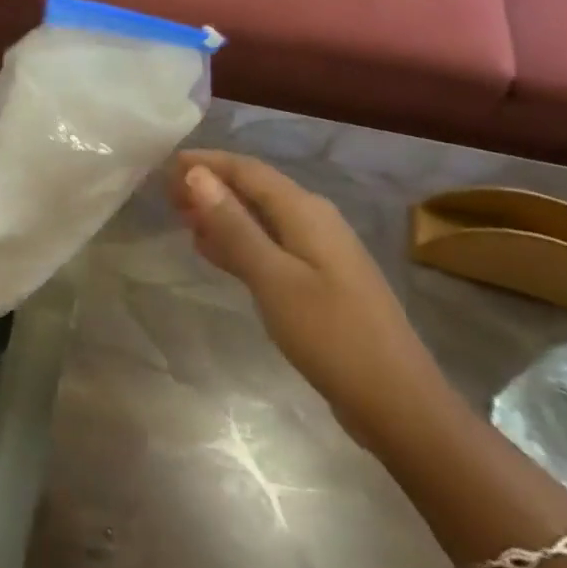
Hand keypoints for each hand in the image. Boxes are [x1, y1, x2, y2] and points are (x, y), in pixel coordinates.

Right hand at [170, 150, 448, 452]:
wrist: (400, 405)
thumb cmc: (332, 336)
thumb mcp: (273, 278)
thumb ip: (233, 226)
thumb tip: (196, 174)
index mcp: (305, 211)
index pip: (247, 169)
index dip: (206, 162)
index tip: (166, 166)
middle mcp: (314, 220)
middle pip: (254, 189)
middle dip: (211, 186)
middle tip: (167, 195)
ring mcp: (320, 252)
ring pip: (261, 218)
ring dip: (222, 214)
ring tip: (181, 218)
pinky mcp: (320, 281)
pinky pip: (270, 245)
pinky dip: (239, 242)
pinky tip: (215, 253)